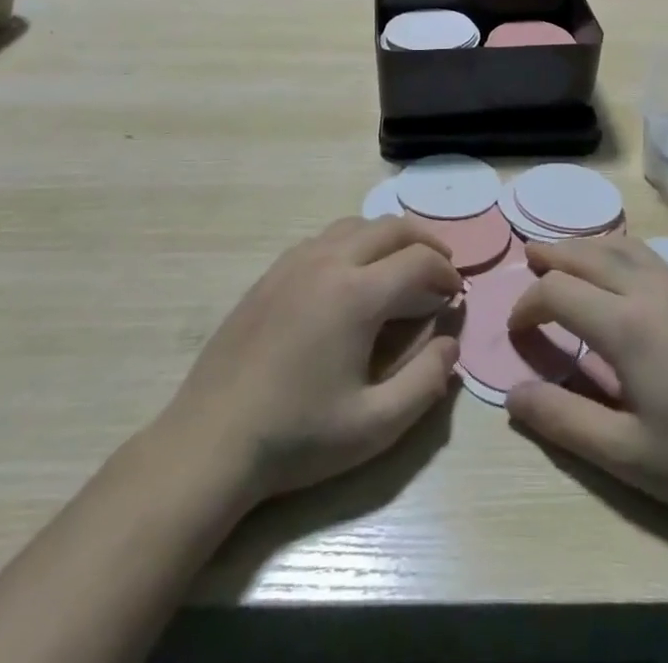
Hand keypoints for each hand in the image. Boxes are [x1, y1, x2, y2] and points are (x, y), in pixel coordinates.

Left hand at [149, 217, 461, 507]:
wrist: (211, 442)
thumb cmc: (297, 437)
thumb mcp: (374, 426)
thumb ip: (426, 383)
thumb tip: (450, 344)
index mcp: (357, 294)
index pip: (419, 260)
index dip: (446, 273)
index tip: (456, 295)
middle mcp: (328, 262)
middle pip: (391, 227)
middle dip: (425, 241)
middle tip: (441, 268)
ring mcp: (295, 263)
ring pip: (356, 225)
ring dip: (388, 237)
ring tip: (401, 266)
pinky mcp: (271, 273)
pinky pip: (324, 238)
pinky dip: (353, 242)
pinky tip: (352, 276)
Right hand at [504, 236, 667, 530]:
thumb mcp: (624, 454)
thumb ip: (563, 421)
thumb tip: (512, 396)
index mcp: (626, 325)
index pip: (559, 291)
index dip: (528, 304)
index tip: (517, 329)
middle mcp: (650, 291)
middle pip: (588, 254)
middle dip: (552, 255)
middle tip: (527, 258)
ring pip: (622, 245)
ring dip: (586, 245)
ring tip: (564, 254)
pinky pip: (648, 255)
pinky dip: (618, 249)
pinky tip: (618, 269)